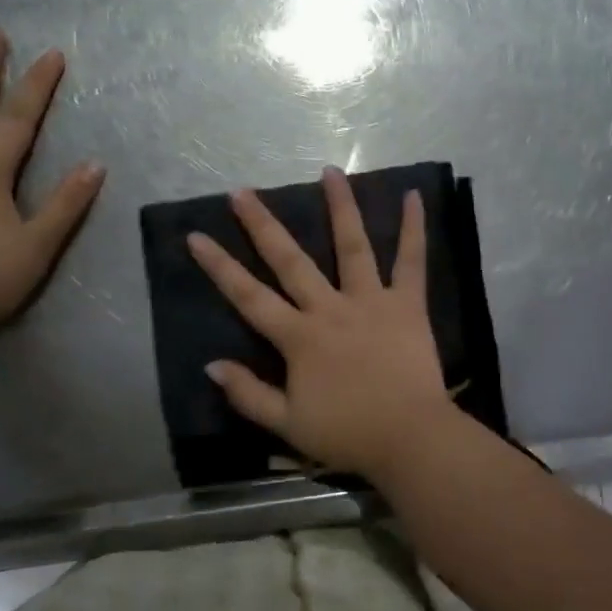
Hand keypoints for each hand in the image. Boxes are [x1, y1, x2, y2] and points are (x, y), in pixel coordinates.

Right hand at [186, 167, 458, 476]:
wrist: (410, 438)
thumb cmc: (348, 433)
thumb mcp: (287, 425)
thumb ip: (248, 394)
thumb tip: (211, 364)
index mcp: (299, 337)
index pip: (249, 296)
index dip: (220, 266)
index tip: (196, 235)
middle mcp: (330, 308)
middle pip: (290, 260)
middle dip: (262, 225)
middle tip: (242, 192)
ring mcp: (371, 300)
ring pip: (352, 246)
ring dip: (340, 207)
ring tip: (329, 172)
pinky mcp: (407, 304)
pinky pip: (411, 261)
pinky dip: (414, 228)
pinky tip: (415, 196)